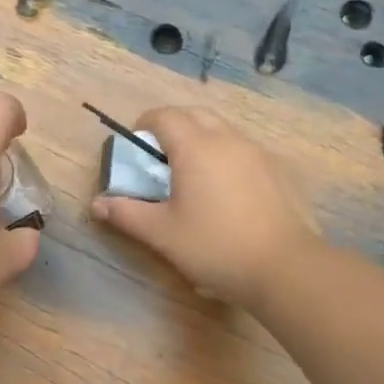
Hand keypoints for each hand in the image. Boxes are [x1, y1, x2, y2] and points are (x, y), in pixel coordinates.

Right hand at [90, 106, 319, 310]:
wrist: (285, 268)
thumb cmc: (215, 246)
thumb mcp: (161, 234)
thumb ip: (126, 214)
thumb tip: (97, 204)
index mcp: (195, 147)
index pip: (164, 116)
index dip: (145, 124)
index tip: (135, 144)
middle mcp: (228, 140)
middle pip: (195, 115)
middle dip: (173, 126)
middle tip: (159, 156)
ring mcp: (258, 153)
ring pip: (223, 130)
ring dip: (201, 139)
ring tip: (191, 174)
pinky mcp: (279, 171)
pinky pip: (244, 150)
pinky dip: (226, 157)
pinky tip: (225, 191)